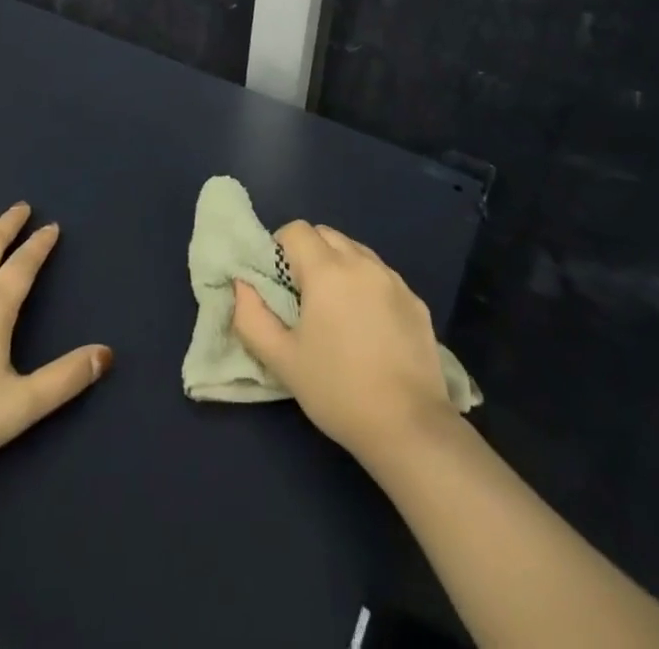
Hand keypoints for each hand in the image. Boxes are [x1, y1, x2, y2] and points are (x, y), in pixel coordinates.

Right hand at [231, 221, 456, 465]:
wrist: (409, 427)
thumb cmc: (337, 391)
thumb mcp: (282, 360)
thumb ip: (251, 317)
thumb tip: (242, 285)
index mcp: (328, 270)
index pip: (296, 230)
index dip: (280, 249)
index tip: (278, 283)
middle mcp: (362, 262)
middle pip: (327, 235)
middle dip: (308, 253)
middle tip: (302, 296)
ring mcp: (394, 280)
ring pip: (356, 252)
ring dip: (339, 266)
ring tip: (335, 311)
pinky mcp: (416, 301)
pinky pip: (382, 276)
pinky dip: (367, 286)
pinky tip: (368, 328)